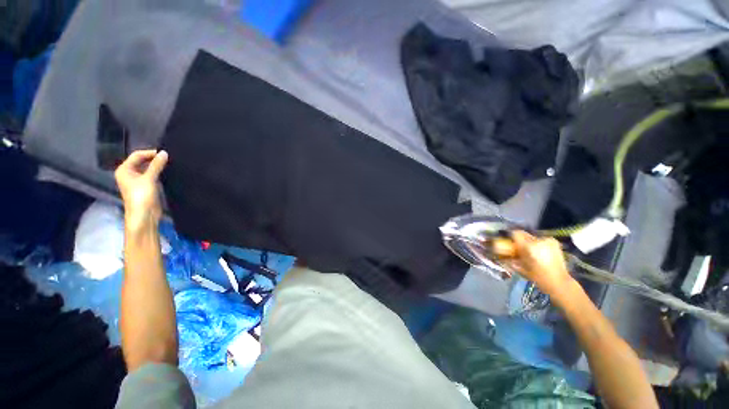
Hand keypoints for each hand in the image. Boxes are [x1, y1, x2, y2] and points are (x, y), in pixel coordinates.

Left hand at [115, 149, 167, 230]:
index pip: (137, 155)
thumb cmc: (141, 196)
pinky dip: (159, 172)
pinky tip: (167, 172)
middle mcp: (129, 173)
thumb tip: (164, 153)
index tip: (165, 153)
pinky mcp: (146, 186)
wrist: (144, 215)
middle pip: (141, 161)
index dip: (150, 153)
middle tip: (169, 158)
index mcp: (124, 170)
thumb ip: (156, 165)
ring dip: (157, 166)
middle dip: (154, 159)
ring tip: (170, 164)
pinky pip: (152, 175)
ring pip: (147, 168)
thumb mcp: (149, 178)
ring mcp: (137, 180)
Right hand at [510, 231, 575, 298]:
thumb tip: (500, 252)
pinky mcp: (554, 242)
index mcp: (529, 247)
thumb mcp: (520, 268)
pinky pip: (541, 239)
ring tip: (530, 251)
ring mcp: (548, 240)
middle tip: (518, 248)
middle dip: (519, 240)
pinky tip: (539, 252)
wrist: (559, 282)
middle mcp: (539, 240)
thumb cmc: (538, 277)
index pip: (516, 233)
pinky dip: (538, 244)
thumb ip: (510, 257)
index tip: (508, 242)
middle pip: (524, 234)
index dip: (510, 236)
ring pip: (532, 237)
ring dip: (529, 242)